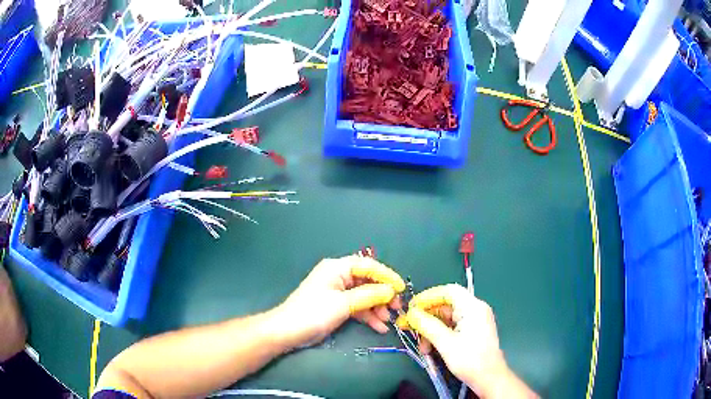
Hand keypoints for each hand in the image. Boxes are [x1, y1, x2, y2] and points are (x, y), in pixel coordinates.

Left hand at [273, 255, 405, 347]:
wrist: (288, 331)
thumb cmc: (314, 312)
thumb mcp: (343, 303)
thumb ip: (369, 295)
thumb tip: (391, 290)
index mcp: (337, 268)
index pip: (368, 265)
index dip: (387, 276)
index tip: (401, 288)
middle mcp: (338, 276)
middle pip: (368, 281)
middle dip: (383, 295)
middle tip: (396, 308)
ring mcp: (338, 292)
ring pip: (364, 296)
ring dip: (377, 308)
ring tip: (387, 321)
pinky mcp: (337, 306)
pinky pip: (357, 307)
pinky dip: (368, 316)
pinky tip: (379, 327)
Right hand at [397, 284, 534, 398]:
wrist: (489, 378)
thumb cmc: (470, 360)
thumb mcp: (445, 343)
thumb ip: (427, 325)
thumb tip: (411, 313)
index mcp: (473, 307)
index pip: (448, 291)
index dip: (428, 296)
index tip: (411, 307)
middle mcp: (475, 310)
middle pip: (446, 305)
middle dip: (427, 317)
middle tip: (408, 327)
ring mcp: (475, 321)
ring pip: (447, 318)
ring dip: (431, 330)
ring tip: (422, 346)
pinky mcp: (473, 332)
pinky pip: (452, 327)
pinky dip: (439, 335)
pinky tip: (430, 348)